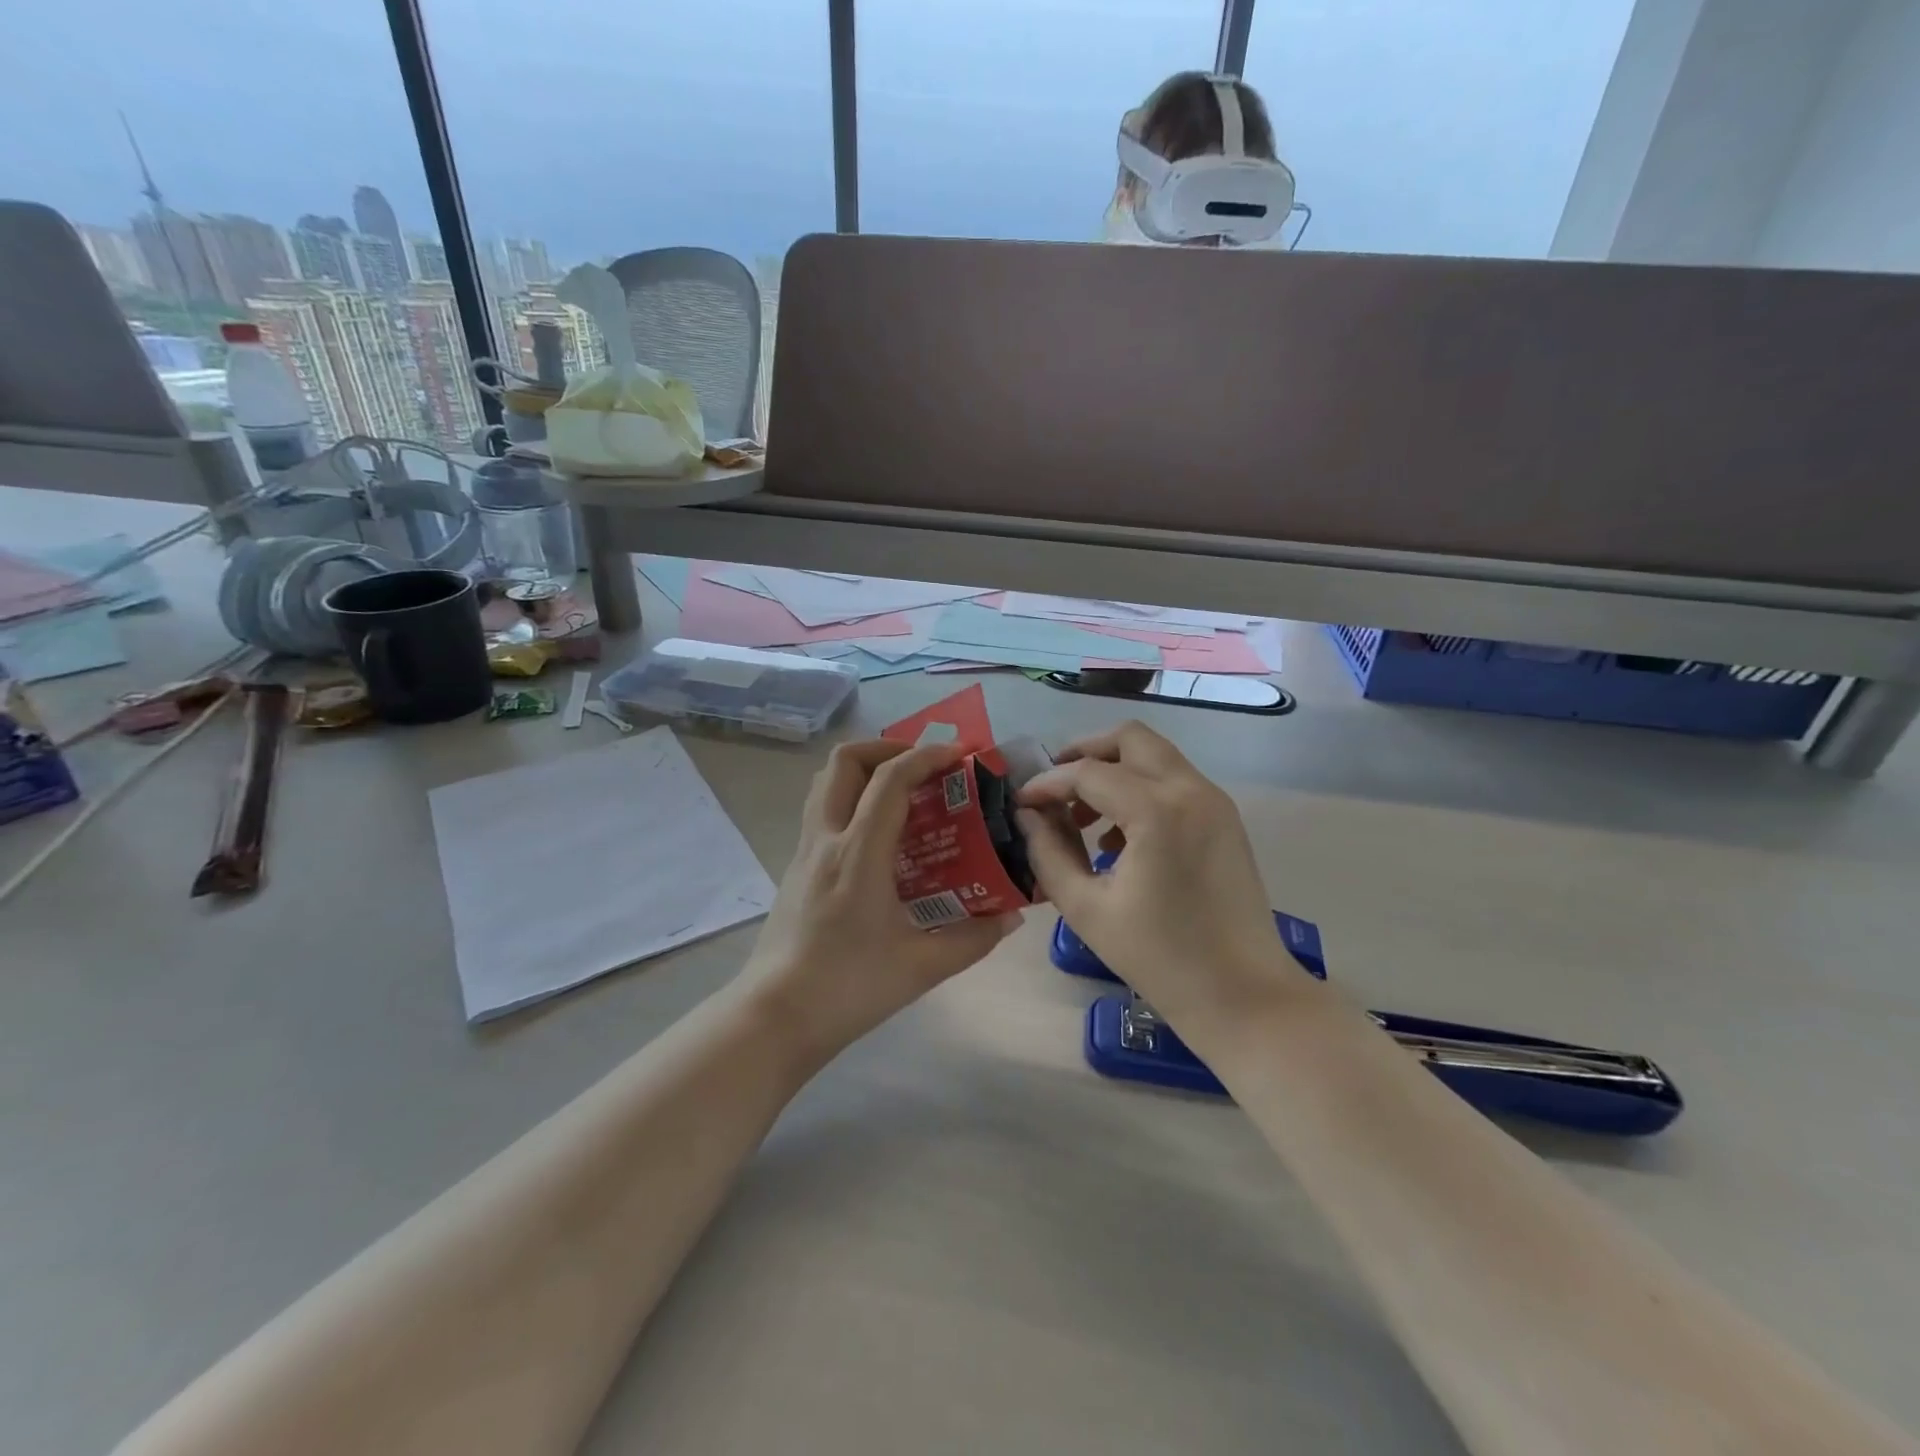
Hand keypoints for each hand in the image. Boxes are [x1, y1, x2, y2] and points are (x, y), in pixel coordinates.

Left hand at [743, 739, 1019, 1059]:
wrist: (774, 1017)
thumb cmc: (848, 987)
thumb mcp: (921, 967)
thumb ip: (972, 939)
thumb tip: (1009, 918)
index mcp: (858, 854)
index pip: (890, 780)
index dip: (926, 757)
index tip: (958, 755)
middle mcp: (826, 840)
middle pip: (844, 761)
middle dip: (887, 748)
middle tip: (923, 767)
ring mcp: (804, 852)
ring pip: (824, 782)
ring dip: (863, 770)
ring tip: (901, 791)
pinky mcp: (795, 870)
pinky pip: (821, 811)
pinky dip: (850, 800)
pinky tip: (878, 838)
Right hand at [1015, 721, 1300, 1031]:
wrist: (1244, 995)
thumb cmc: (1160, 958)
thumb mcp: (1085, 909)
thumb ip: (1048, 853)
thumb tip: (1028, 816)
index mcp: (1156, 810)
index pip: (1087, 773)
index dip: (1047, 783)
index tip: (1021, 803)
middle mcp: (1189, 790)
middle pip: (1129, 738)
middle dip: (1085, 754)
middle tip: (1055, 788)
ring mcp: (1213, 801)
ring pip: (1154, 755)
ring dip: (1114, 771)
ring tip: (1082, 817)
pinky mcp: (1224, 818)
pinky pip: (1174, 780)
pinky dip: (1140, 788)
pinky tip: (1118, 837)